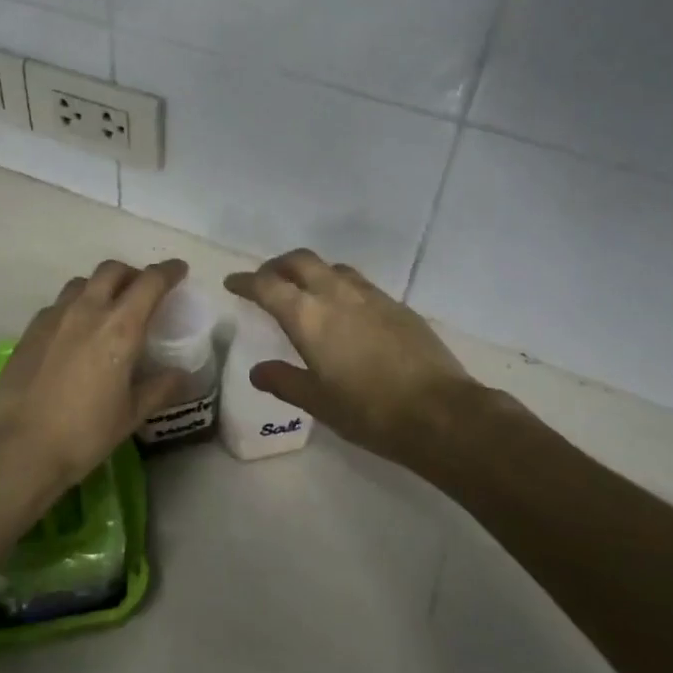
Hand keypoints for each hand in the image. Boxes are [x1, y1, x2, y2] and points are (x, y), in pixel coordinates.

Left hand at [0, 259, 191, 495]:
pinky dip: (75, 305)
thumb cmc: (83, 434)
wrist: (17, 448)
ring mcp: (54, 317)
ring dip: (101, 286)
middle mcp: (87, 311)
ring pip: (82, 283)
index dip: (168, 271)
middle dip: (133, 273)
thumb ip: (159, 388)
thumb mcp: (130, 415)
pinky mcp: (30, 330)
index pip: (150, 282)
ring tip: (108, 308)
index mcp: (120, 328)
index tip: (179, 270)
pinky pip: (58, 304)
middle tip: (143, 291)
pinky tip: (75, 331)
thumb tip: (181, 374)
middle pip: (112, 270)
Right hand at [225, 249, 478, 461]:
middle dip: (277, 265)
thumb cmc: (368, 411)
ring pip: (332, 267)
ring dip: (311, 271)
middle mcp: (336, 294)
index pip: (267, 286)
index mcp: (308, 316)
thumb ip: (284, 381)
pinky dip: (339, 285)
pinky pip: (358, 283)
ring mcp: (370, 295)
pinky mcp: (397, 305)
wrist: (439, 412)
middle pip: (299, 261)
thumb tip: (258, 372)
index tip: (233, 283)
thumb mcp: (318, 401)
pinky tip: (345, 310)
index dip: (246, 282)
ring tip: (305, 291)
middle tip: (266, 280)